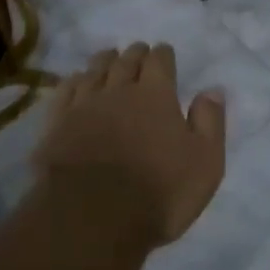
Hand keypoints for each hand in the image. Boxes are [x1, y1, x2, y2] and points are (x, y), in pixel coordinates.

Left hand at [34, 41, 226, 247]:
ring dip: (104, 61)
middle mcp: (118, 91)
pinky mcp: (56, 125)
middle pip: (126, 61)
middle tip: (138, 51)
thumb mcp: (204, 162)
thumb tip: (212, 90)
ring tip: (108, 56)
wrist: (93, 218)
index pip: (160, 61)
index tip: (164, 52)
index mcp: (156, 96)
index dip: (163, 54)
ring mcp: (83, 106)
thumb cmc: (159, 192)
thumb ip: (210, 122)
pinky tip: (76, 81)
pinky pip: (65, 91)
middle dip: (135, 54)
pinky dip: (74, 81)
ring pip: (94, 71)